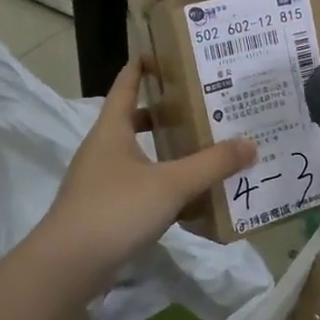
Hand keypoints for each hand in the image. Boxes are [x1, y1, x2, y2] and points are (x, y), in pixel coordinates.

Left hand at [34, 60, 255, 286]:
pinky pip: (137, 186)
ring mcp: (99, 182)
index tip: (163, 53)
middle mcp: (102, 150)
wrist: (68, 266)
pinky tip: (186, 197)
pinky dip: (160, 183)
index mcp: (111, 130)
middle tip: (200, 105)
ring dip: (164, 150)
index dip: (142, 68)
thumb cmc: (116, 210)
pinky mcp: (103, 211)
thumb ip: (212, 164)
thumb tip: (250, 144)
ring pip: (136, 155)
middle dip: (163, 112)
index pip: (125, 86)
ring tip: (201, 149)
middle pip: (132, 120)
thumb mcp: (171, 184)